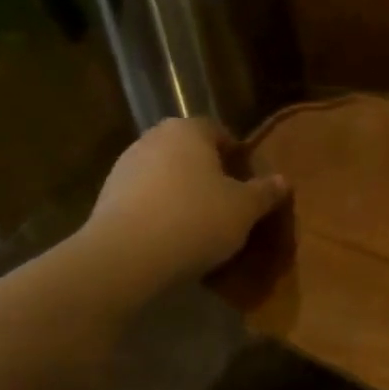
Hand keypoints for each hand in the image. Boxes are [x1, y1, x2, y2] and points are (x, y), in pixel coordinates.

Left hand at [77, 119, 287, 284]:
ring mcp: (124, 168)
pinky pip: (145, 200)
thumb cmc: (195, 220)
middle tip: (228, 203)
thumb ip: (265, 192)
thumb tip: (283, 180)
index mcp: (187, 130)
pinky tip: (172, 239)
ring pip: (165, 176)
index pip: (218, 131)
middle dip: (208, 174)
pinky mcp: (105, 199)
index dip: (236, 156)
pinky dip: (160, 212)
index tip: (248, 183)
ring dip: (182, 194)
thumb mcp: (244, 209)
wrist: (124, 258)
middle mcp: (153, 139)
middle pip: (189, 153)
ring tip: (201, 226)